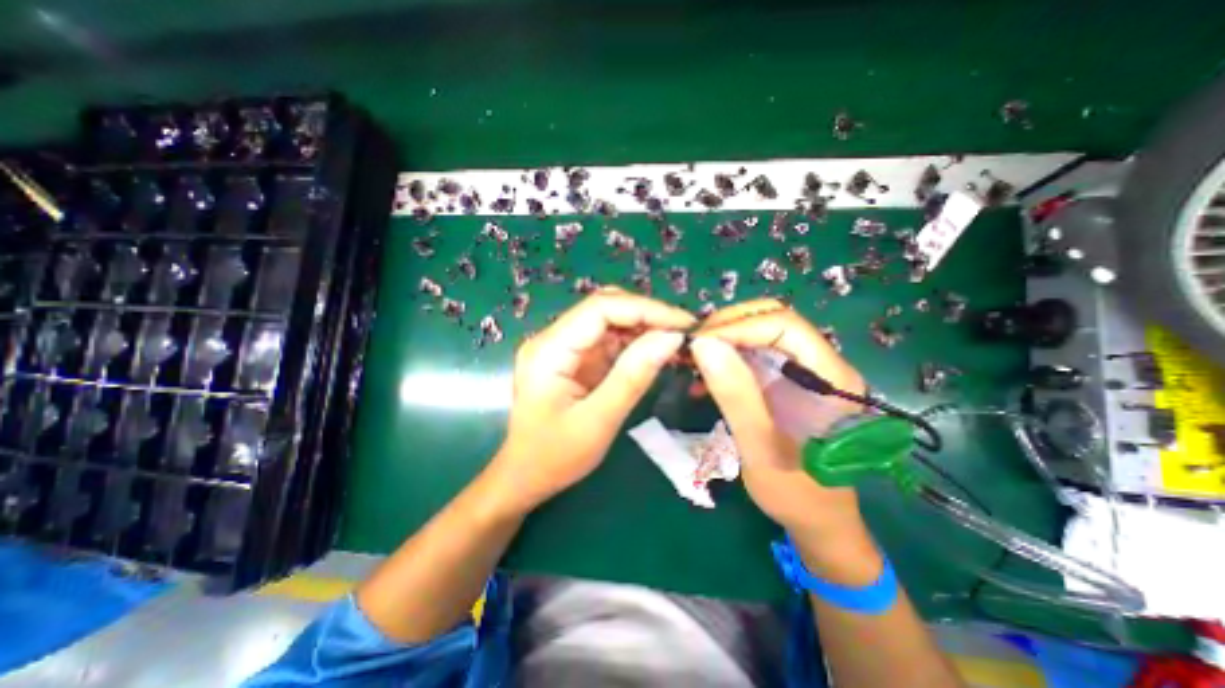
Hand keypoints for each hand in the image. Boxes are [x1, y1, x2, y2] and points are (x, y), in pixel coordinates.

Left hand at [493, 289, 696, 511]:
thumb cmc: (555, 456)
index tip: (683, 324)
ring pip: (609, 320)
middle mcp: (553, 338)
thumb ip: (633, 376)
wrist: (526, 475)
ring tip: (676, 344)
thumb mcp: (598, 421)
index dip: (645, 309)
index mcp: (549, 350)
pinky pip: (608, 339)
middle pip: (605, 307)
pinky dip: (635, 342)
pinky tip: (656, 353)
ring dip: (644, 327)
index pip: (601, 308)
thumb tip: (671, 338)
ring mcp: (563, 346)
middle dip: (647, 315)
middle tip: (684, 334)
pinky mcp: (574, 357)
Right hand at [688, 305, 870, 538]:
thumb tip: (703, 345)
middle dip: (728, 325)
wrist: (817, 519)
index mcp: (830, 378)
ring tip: (692, 359)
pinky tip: (704, 378)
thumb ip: (736, 396)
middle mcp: (821, 364)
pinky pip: (753, 353)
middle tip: (692, 347)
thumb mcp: (760, 448)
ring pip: (760, 332)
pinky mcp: (786, 380)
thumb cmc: (796, 493)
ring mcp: (803, 370)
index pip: (784, 325)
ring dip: (723, 339)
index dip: (738, 326)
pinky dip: (725, 357)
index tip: (698, 343)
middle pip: (773, 319)